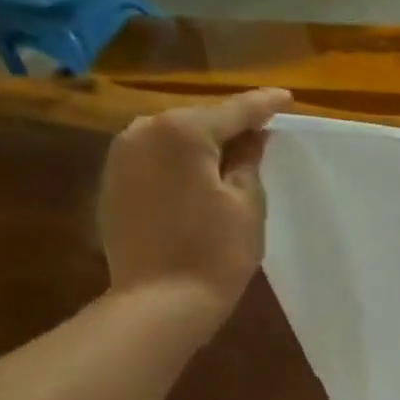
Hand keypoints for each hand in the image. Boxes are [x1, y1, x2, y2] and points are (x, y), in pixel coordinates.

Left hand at [98, 90, 290, 327]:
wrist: (160, 301)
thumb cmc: (215, 252)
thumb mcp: (247, 203)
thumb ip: (249, 160)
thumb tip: (252, 137)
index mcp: (183, 131)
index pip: (235, 110)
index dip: (265, 105)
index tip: (287, 98)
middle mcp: (143, 130)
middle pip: (199, 120)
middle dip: (230, 124)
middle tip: (261, 131)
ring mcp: (121, 156)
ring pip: (172, 138)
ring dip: (202, 143)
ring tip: (231, 154)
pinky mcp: (112, 182)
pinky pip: (154, 158)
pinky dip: (179, 162)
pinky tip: (197, 178)